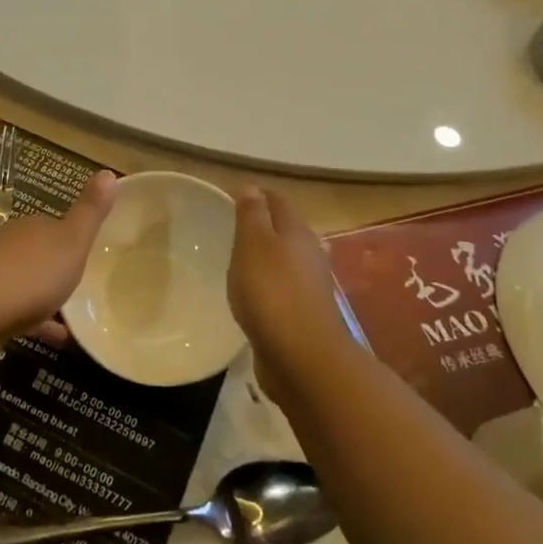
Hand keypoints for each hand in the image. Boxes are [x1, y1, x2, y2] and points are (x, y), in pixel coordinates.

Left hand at [0, 171, 117, 351]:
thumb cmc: (29, 275)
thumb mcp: (71, 241)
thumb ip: (90, 212)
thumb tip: (110, 171)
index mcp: (33, 227)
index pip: (54, 225)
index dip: (73, 235)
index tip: (92, 249)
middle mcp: (10, 245)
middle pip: (38, 252)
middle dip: (57, 264)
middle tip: (87, 282)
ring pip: (26, 282)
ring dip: (46, 294)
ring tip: (76, 313)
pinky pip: (18, 312)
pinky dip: (38, 322)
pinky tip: (58, 338)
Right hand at [229, 186, 352, 401]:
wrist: (302, 356)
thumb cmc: (271, 291)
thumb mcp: (253, 244)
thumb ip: (252, 214)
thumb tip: (252, 187)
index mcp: (297, 231)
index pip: (277, 201)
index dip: (257, 194)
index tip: (232, 195)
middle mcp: (309, 253)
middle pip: (286, 229)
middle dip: (264, 224)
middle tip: (233, 225)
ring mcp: (310, 286)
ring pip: (287, 259)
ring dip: (268, 255)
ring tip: (239, 258)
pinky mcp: (304, 314)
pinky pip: (284, 288)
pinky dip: (269, 283)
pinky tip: (253, 294)